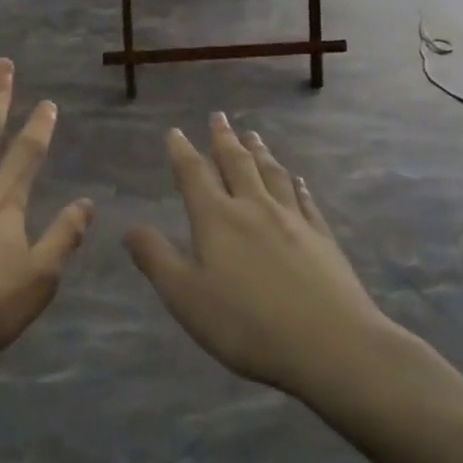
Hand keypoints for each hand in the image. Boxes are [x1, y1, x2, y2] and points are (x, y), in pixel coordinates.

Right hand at [125, 114, 402, 398]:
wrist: (332, 346)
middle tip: (219, 117)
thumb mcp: (185, 297)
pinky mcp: (322, 238)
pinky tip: (297, 179)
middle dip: (224, 139)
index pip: (194, 175)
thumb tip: (130, 227)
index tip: (176, 132)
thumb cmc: (246, 325)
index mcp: (217, 219)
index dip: (182, 152)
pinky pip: (305, 200)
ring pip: (272, 174)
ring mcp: (293, 221)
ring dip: (259, 152)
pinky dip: (296, 183)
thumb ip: (156, 259)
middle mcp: (254, 208)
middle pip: (237, 164)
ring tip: (253, 135)